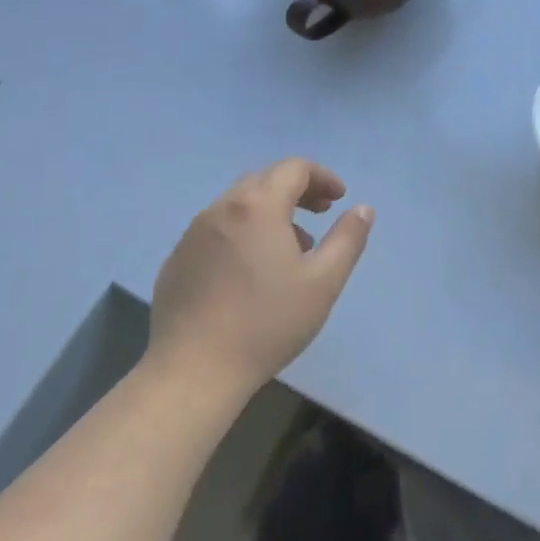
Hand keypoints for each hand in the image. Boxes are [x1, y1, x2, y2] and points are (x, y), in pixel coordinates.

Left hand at [148, 159, 373, 396]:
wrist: (193, 371)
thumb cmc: (267, 323)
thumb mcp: (324, 282)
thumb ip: (348, 238)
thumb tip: (362, 208)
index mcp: (258, 206)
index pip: (294, 169)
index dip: (323, 177)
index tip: (340, 199)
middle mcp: (221, 208)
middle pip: (264, 180)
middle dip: (297, 190)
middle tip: (321, 214)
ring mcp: (193, 234)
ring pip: (238, 205)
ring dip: (270, 212)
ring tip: (291, 247)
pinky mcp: (177, 260)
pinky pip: (217, 230)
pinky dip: (243, 232)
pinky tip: (251, 271)